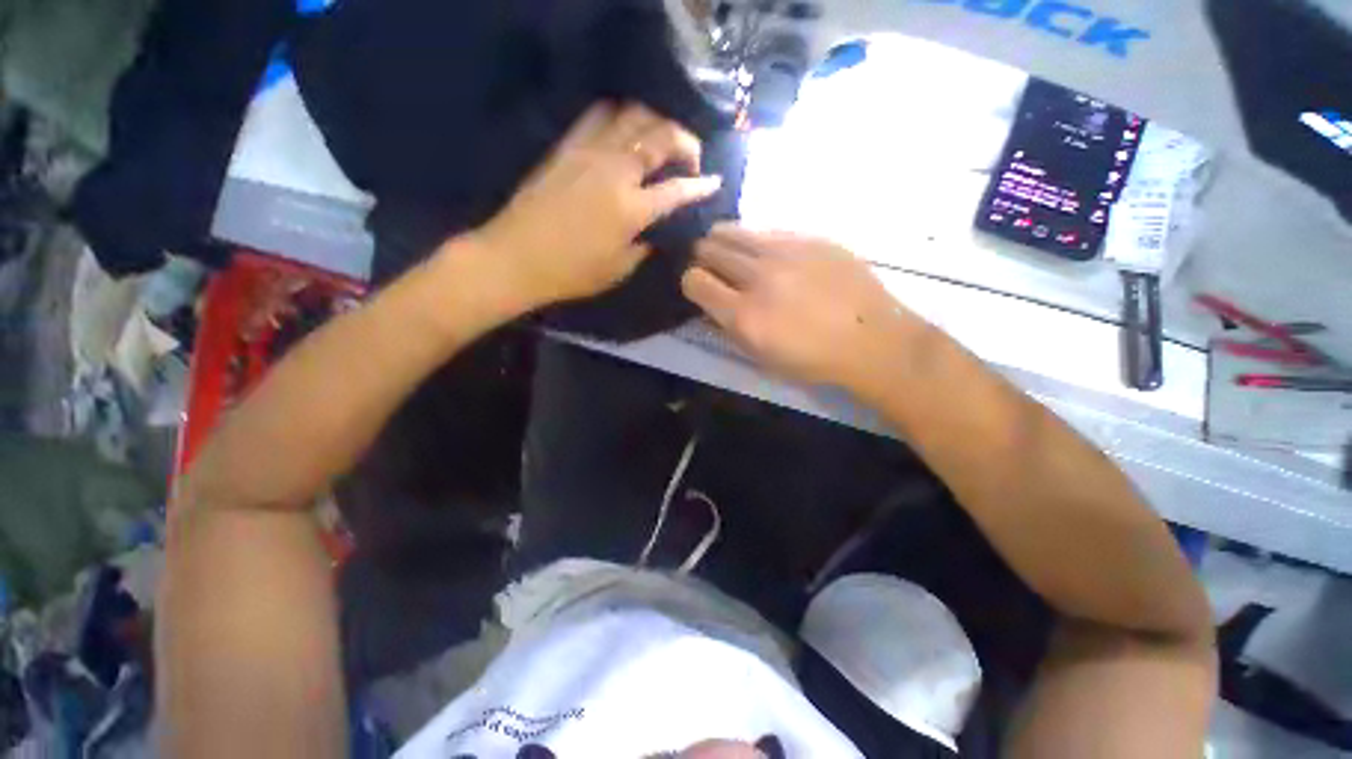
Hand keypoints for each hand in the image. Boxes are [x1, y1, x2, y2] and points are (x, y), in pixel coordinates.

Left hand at [475, 102, 722, 307]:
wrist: (516, 258)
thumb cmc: (571, 273)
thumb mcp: (619, 269)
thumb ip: (644, 245)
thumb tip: (655, 230)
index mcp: (631, 209)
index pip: (677, 190)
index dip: (701, 185)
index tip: (714, 183)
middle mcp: (615, 171)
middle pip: (660, 136)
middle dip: (686, 142)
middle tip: (691, 159)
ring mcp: (589, 152)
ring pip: (633, 115)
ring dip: (656, 122)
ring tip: (660, 142)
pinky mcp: (567, 147)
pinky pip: (599, 116)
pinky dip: (620, 117)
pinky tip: (624, 132)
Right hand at [682, 224, 929, 389]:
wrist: (872, 339)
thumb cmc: (813, 359)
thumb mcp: (761, 357)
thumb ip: (728, 328)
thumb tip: (710, 304)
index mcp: (744, 314)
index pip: (694, 281)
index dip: (691, 283)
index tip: (700, 288)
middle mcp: (759, 276)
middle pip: (708, 248)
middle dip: (702, 258)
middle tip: (712, 267)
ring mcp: (786, 250)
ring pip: (733, 230)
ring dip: (723, 241)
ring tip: (733, 253)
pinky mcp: (809, 237)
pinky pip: (767, 230)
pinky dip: (757, 241)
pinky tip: (771, 255)